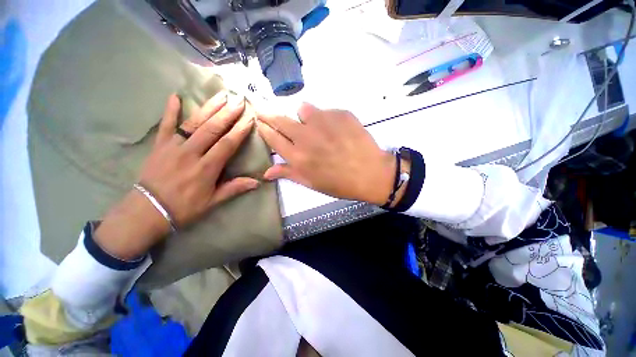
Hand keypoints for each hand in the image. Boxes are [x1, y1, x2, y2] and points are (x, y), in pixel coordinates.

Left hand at [95, 92, 258, 259]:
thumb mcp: (213, 201)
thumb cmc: (185, 207)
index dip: (239, 131)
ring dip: (209, 108)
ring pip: (194, 123)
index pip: (227, 144)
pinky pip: (166, 125)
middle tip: (238, 100)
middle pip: (212, 129)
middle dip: (227, 114)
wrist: (148, 210)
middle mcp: (191, 153)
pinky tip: (175, 96)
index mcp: (206, 168)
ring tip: (221, 95)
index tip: (249, 119)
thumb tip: (257, 182)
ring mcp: (173, 146)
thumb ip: (235, 188)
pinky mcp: (159, 145)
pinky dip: (170, 110)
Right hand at [257, 103, 394, 205]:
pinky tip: (337, 130)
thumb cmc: (340, 183)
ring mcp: (323, 122)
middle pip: (280, 119)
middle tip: (264, 111)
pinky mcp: (340, 113)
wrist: (371, 173)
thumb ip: (289, 174)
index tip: (259, 122)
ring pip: (303, 109)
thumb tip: (266, 172)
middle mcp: (306, 136)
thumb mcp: (312, 183)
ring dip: (304, 117)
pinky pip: (326, 111)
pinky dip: (327, 119)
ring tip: (315, 127)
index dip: (264, 129)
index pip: (272, 137)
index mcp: (298, 156)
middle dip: (269, 114)